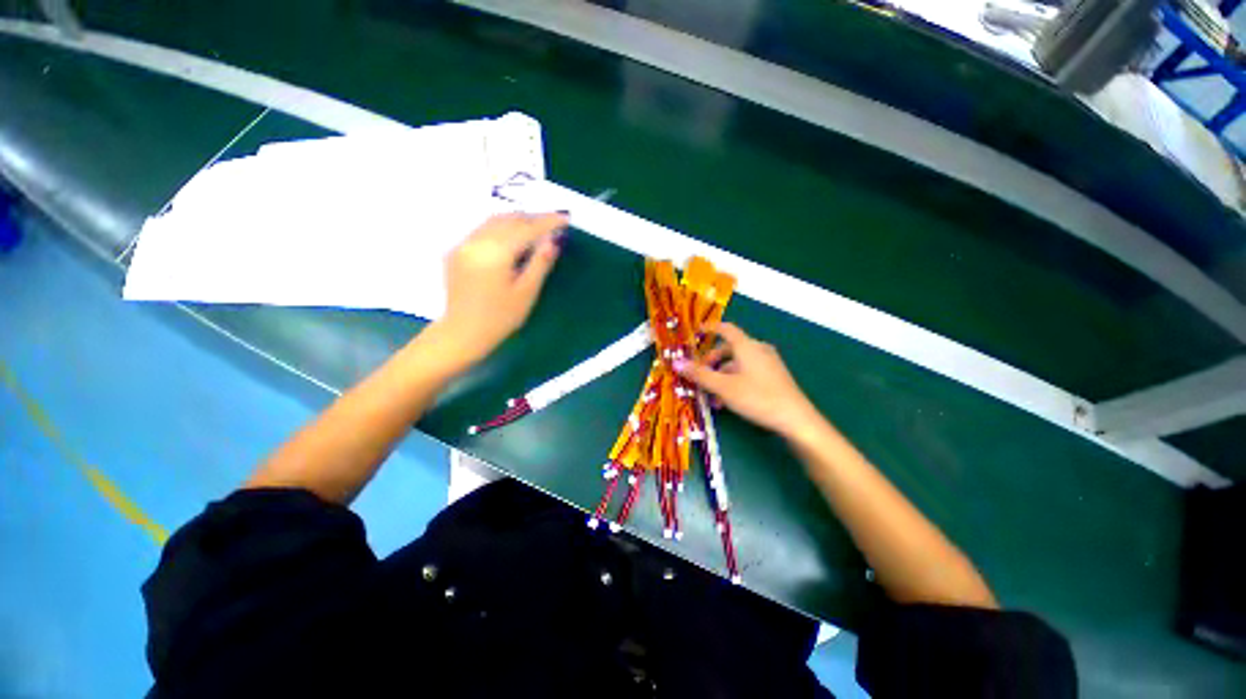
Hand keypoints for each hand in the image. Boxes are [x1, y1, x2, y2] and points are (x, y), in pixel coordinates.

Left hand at [437, 212, 567, 363]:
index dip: (548, 222)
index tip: (565, 218)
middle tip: (553, 224)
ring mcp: (463, 244)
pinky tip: (512, 237)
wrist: (462, 332)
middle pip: (509, 219)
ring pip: (493, 221)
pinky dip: (501, 228)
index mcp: (496, 253)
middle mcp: (477, 241)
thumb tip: (554, 240)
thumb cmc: (500, 317)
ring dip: (517, 220)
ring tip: (536, 228)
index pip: (527, 229)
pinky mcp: (457, 251)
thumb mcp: (526, 292)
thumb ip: (540, 263)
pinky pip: (482, 230)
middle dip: (532, 218)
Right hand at [674, 323, 820, 438]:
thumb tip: (676, 363)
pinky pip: (747, 372)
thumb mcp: (723, 387)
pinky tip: (726, 401)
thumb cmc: (757, 397)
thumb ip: (700, 375)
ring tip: (710, 396)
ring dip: (721, 376)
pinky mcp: (773, 377)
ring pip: (737, 364)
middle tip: (698, 374)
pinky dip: (733, 381)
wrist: (796, 420)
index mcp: (747, 346)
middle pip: (729, 349)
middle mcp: (758, 350)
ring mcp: (768, 363)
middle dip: (711, 361)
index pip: (726, 329)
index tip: (696, 332)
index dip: (710, 328)